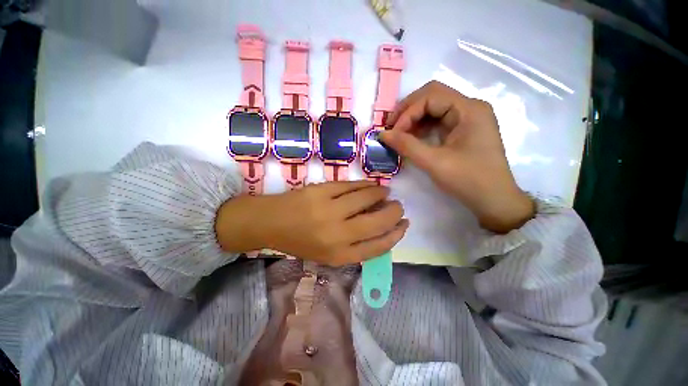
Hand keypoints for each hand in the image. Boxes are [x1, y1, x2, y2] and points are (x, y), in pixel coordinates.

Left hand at [216, 181, 408, 265]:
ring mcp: (329, 211)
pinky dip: (365, 185)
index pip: (378, 246)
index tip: (404, 224)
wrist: (271, 223)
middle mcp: (337, 235)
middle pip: (377, 222)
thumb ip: (355, 244)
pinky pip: (351, 186)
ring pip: (366, 199)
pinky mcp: (322, 191)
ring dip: (381, 194)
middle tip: (398, 206)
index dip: (396, 234)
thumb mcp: (328, 253)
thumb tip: (381, 227)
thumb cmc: (301, 241)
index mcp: (339, 255)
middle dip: (394, 213)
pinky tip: (370, 185)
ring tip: (385, 192)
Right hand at [380, 81, 534, 232]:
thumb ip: (406, 145)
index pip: (430, 96)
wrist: (493, 200)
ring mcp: (467, 118)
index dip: (407, 113)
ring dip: (413, 119)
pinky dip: (421, 128)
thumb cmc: (468, 180)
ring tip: (398, 135)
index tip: (392, 134)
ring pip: (434, 108)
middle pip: (432, 96)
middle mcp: (470, 107)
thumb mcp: (434, 162)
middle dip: (408, 111)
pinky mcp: (463, 130)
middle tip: (391, 128)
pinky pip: (438, 121)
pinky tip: (411, 138)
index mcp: (469, 109)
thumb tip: (382, 135)